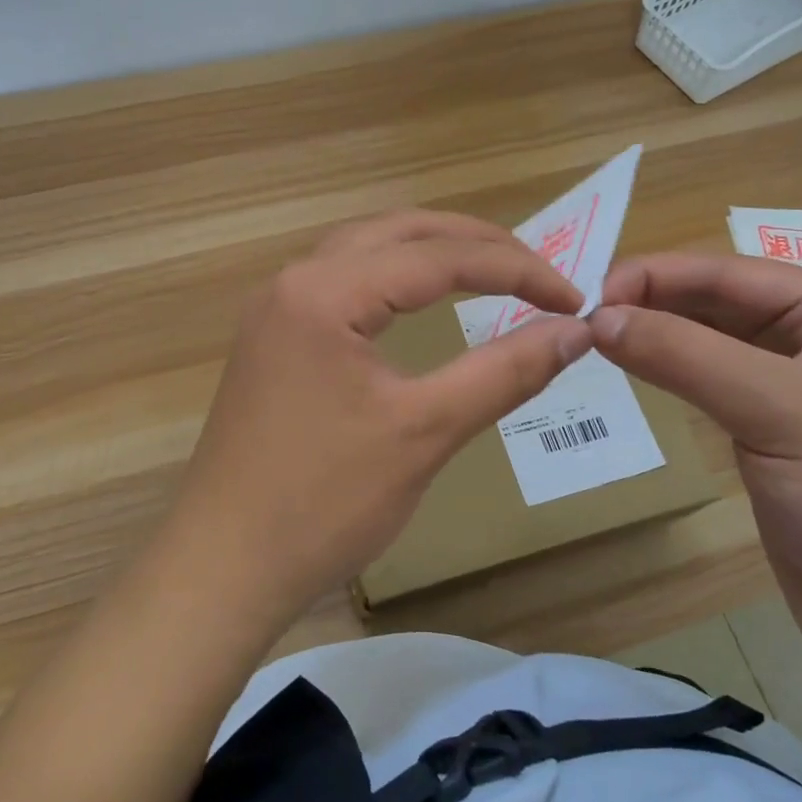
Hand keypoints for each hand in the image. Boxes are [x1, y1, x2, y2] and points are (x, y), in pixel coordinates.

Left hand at [159, 211, 592, 632]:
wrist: (224, 568)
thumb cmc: (324, 502)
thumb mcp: (425, 431)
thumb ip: (504, 372)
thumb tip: (577, 332)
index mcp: (324, 290)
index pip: (438, 257)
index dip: (516, 271)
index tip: (573, 300)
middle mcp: (294, 279)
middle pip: (399, 233)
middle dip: (475, 244)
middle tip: (538, 271)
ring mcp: (276, 308)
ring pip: (367, 251)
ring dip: (431, 253)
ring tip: (491, 271)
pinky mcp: (273, 339)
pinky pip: (343, 282)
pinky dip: (395, 279)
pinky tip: (418, 299)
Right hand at [590, 253, 801, 688]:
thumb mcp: (779, 411)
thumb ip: (685, 356)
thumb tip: (599, 318)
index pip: (727, 273)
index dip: (655, 275)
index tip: (587, 294)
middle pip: (714, 304)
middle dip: (649, 303)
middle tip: (578, 318)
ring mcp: (788, 392)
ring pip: (705, 346)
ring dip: (654, 338)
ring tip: (592, 341)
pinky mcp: (767, 438)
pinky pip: (706, 389)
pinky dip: (666, 376)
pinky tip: (631, 374)